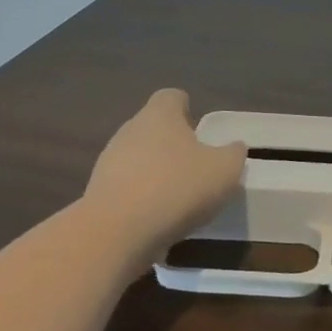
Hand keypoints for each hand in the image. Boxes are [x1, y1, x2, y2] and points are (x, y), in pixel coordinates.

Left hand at [86, 89, 246, 254]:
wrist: (115, 233)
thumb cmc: (176, 188)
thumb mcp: (224, 170)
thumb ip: (233, 154)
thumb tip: (234, 148)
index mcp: (159, 115)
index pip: (172, 97)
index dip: (187, 109)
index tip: (200, 130)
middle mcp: (130, 131)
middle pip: (153, 128)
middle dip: (172, 145)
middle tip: (196, 167)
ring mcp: (108, 163)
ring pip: (138, 159)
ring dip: (156, 173)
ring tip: (178, 199)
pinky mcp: (97, 195)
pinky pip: (126, 189)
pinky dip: (141, 200)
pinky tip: (156, 221)